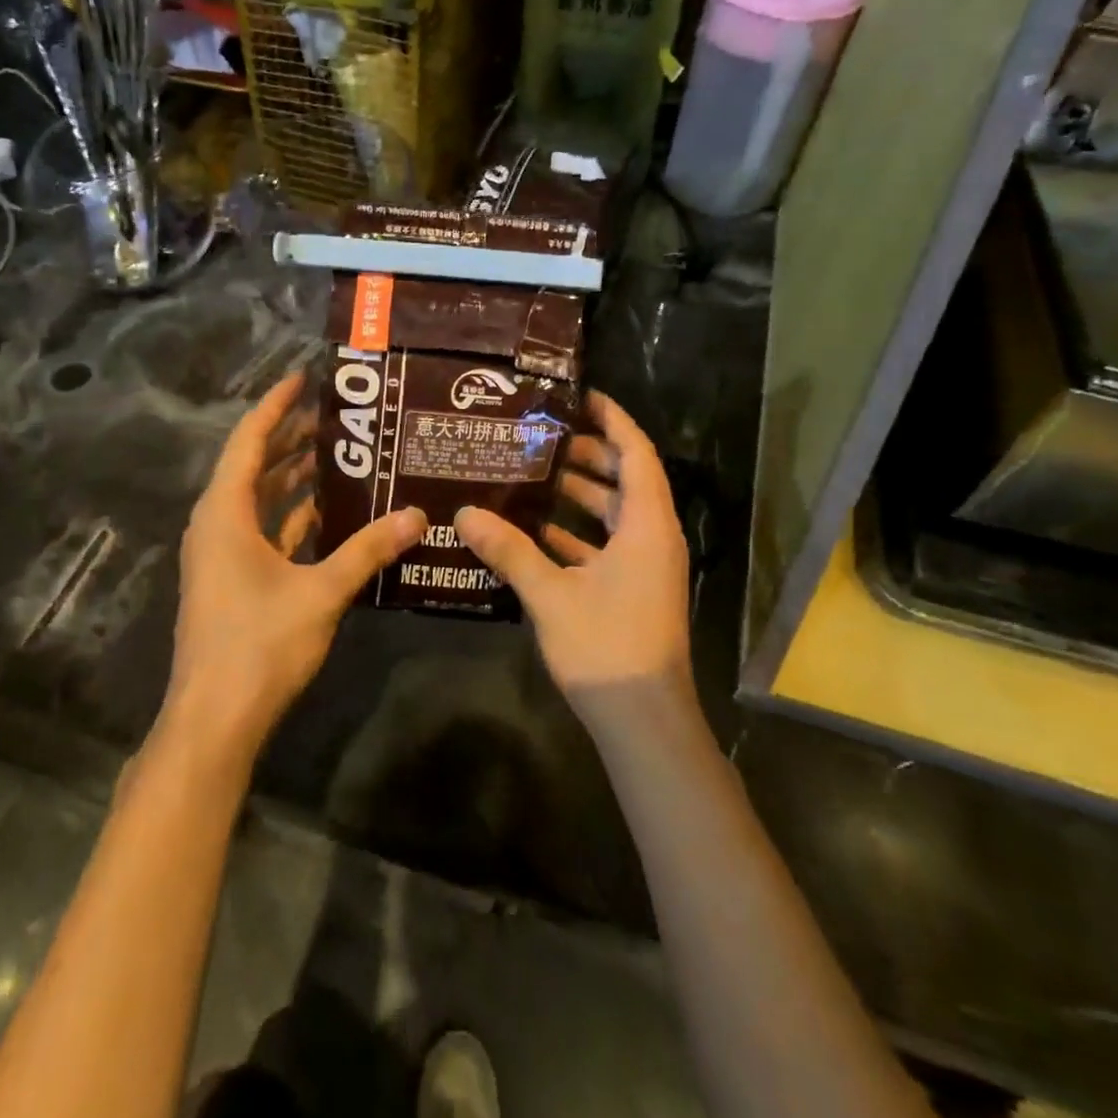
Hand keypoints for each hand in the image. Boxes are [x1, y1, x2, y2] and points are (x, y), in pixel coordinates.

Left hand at [161, 371, 424, 772]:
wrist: (213, 719)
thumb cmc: (259, 644)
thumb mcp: (321, 592)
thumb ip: (368, 550)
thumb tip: (418, 516)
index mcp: (226, 513)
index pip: (250, 441)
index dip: (276, 405)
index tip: (304, 377)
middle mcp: (217, 525)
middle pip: (254, 466)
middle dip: (290, 438)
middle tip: (336, 415)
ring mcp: (222, 556)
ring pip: (259, 501)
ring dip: (293, 478)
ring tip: (339, 455)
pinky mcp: (232, 581)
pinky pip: (263, 532)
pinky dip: (292, 517)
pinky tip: (329, 514)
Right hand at [455, 392, 691, 734]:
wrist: (643, 720)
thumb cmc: (606, 646)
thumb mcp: (550, 594)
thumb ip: (509, 550)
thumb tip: (464, 513)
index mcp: (646, 525)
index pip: (636, 454)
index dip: (613, 421)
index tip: (581, 397)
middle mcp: (653, 537)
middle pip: (626, 480)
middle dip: (589, 456)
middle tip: (543, 437)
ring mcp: (646, 566)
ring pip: (616, 515)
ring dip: (581, 496)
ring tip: (533, 476)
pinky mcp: (633, 590)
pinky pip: (607, 547)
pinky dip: (578, 535)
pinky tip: (537, 532)